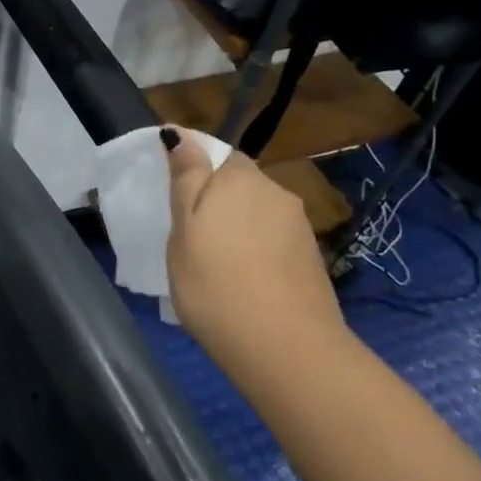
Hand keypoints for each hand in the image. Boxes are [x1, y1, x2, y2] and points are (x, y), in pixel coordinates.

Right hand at [162, 128, 346, 369]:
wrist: (284, 347)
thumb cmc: (215, 283)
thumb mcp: (184, 230)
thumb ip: (186, 178)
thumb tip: (180, 134)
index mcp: (241, 178)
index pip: (215, 152)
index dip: (191, 167)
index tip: (170, 195)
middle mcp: (276, 192)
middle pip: (238, 183)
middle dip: (214, 198)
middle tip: (187, 234)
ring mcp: (298, 226)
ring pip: (256, 213)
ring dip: (235, 225)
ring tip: (212, 262)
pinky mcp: (310, 258)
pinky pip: (271, 240)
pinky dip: (254, 249)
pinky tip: (241, 279)